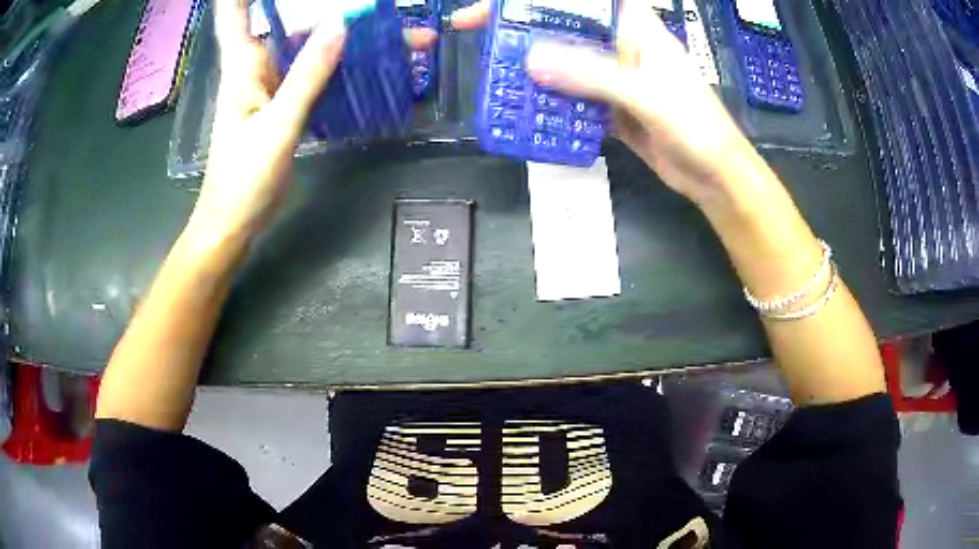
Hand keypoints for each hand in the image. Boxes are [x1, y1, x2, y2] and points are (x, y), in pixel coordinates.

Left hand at [189, 0, 345, 243]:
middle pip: (283, 20)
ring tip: (377, 21)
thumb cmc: (243, 179)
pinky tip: (362, 55)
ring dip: (335, 30)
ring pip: (302, 44)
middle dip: (317, 4)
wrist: (234, 222)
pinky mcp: (283, 102)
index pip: (236, 13)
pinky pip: (311, 69)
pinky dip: (335, 59)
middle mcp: (256, 66)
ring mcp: (271, 84)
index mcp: (243, 66)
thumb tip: (340, 27)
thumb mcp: (278, 126)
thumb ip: (307, 76)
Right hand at [453, 0, 753, 205]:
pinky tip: (528, 109)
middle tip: (483, 39)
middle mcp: (622, 48)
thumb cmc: (695, 125)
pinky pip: (575, 99)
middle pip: (567, 30)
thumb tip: (530, 62)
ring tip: (497, 77)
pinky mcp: (612, 109)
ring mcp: (616, 79)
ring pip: (567, 65)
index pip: (584, 3)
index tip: (503, 4)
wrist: (715, 177)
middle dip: (526, 31)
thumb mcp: (646, 94)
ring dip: (535, 70)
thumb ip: (593, 75)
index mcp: (636, 29)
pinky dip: (553, 104)